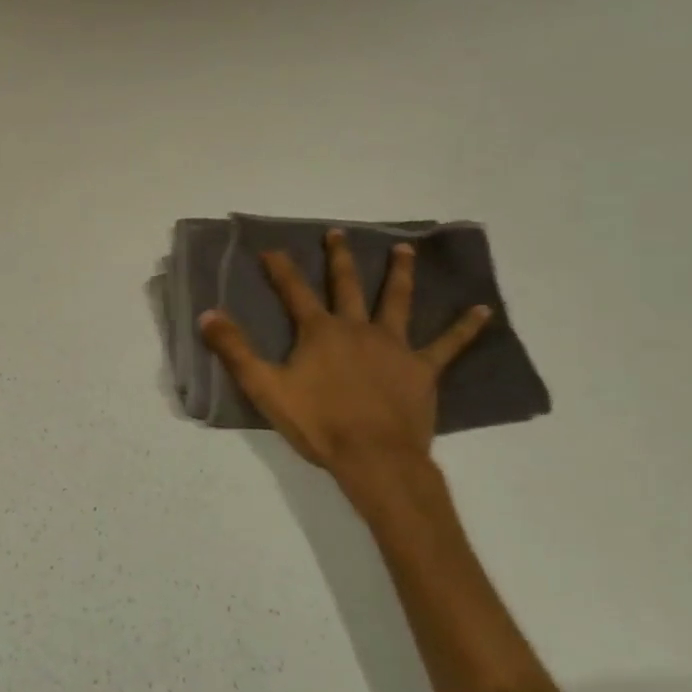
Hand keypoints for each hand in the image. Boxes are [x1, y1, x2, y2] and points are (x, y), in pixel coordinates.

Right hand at [199, 231, 489, 518]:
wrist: (374, 458)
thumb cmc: (317, 424)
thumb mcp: (265, 387)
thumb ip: (235, 350)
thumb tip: (208, 314)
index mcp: (320, 332)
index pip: (294, 291)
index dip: (280, 269)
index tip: (270, 248)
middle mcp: (357, 328)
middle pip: (347, 285)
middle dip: (339, 258)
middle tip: (337, 233)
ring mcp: (394, 346)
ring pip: (397, 301)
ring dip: (400, 274)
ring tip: (405, 250)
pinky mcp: (422, 369)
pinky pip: (448, 345)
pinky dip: (465, 327)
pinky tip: (484, 310)